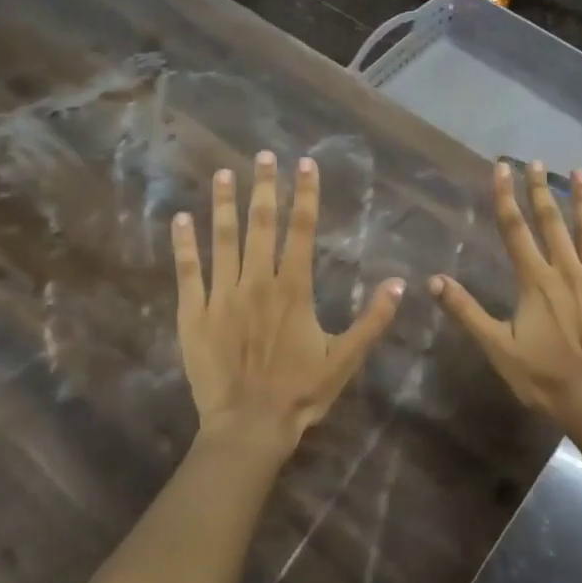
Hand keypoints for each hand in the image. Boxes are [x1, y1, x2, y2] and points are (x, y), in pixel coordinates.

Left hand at [173, 151, 402, 453]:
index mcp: (293, 289)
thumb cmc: (300, 392)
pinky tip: (181, 218)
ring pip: (222, 239)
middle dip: (264, 188)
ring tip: (225, 174)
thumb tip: (401, 283)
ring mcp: (221, 296)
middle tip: (263, 156)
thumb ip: (373, 320)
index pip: (301, 230)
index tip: (305, 164)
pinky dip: (184, 244)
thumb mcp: (346, 359)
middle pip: (261, 225)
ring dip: (224, 204)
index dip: (304, 194)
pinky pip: (188, 272)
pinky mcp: (193, 314)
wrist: (249, 426)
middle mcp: (256, 282)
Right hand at [430, 161, 581, 426]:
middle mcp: (567, 271)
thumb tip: (433, 280)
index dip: (505, 197)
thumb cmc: (543, 377)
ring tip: (580, 171)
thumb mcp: (497, 347)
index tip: (502, 168)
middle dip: (541, 190)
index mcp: (535, 281)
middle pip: (551, 223)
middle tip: (536, 162)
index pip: (515, 230)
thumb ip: (467, 311)